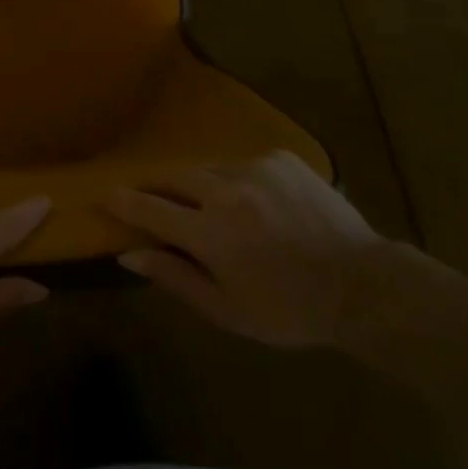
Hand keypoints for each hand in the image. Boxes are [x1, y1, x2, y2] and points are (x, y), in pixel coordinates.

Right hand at [103, 150, 383, 349]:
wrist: (362, 285)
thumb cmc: (290, 310)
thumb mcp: (228, 310)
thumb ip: (175, 278)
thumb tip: (129, 254)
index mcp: (210, 233)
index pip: (150, 208)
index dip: (124, 201)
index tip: (105, 193)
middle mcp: (226, 191)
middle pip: (174, 178)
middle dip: (159, 187)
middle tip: (154, 197)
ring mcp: (255, 168)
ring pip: (209, 168)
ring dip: (201, 185)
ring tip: (212, 204)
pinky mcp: (281, 157)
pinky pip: (244, 162)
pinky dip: (239, 180)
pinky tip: (256, 201)